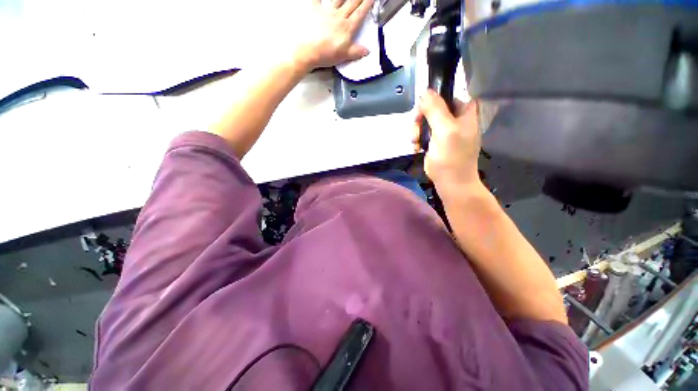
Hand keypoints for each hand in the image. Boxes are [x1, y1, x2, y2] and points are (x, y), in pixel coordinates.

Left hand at [290, 0, 373, 70]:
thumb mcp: (344, 56)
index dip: (367, 5)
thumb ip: (356, 52)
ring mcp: (327, 12)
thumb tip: (366, 51)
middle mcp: (339, 17)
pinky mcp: (315, 10)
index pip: (360, 14)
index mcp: (347, 28)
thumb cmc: (325, 53)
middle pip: (352, 3)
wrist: (308, 51)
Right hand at [413, 90, 481, 189]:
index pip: (445, 94)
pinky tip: (417, 148)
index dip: (431, 100)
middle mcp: (454, 117)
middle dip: (420, 119)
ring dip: (417, 130)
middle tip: (415, 131)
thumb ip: (435, 110)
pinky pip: (422, 132)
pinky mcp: (435, 140)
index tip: (421, 112)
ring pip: (424, 120)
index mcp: (464, 110)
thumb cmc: (452, 157)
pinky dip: (417, 139)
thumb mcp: (445, 130)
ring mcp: (444, 129)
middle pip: (432, 107)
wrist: (451, 181)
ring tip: (416, 142)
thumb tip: (424, 91)